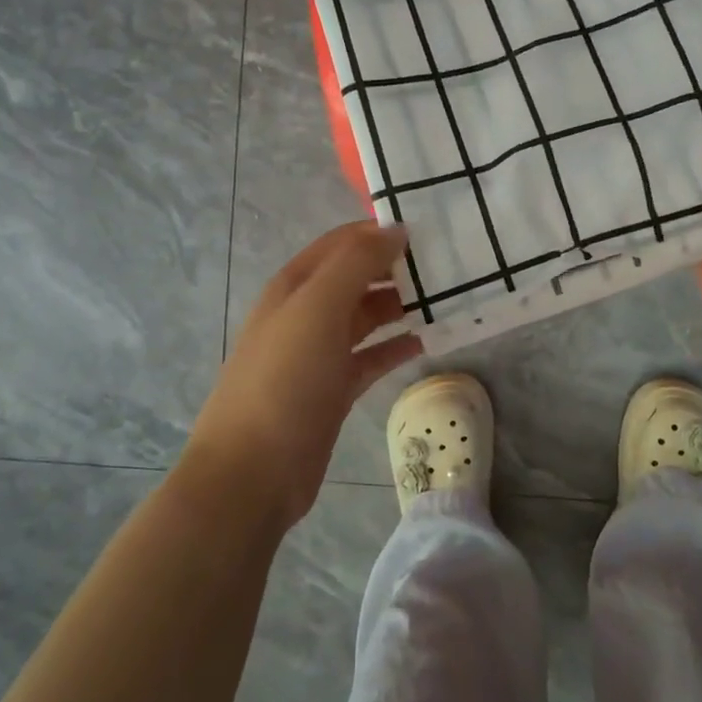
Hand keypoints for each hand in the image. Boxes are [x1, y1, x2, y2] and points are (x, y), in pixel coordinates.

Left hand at [190, 220, 421, 527]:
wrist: (253, 472)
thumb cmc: (284, 379)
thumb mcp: (318, 308)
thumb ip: (356, 263)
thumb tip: (396, 229)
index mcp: (295, 286)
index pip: (342, 243)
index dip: (379, 232)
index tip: (429, 229)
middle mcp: (306, 313)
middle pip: (357, 278)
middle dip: (396, 268)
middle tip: (448, 265)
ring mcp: (320, 354)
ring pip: (367, 317)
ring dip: (401, 306)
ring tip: (446, 299)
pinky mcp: (334, 389)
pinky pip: (372, 357)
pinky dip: (397, 347)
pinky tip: (428, 341)